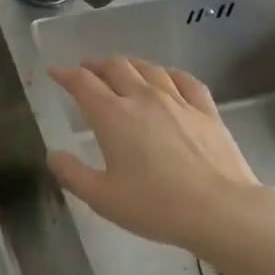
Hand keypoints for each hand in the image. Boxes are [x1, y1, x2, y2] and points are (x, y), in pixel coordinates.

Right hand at [47, 57, 264, 253]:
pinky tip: (167, 78)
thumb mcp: (103, 198)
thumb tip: (53, 154)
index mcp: (113, 115)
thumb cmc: (155, 206)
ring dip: (129, 64)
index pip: (83, 83)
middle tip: (87, 71)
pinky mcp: (206, 110)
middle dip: (96, 65)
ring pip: (149, 68)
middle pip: (116, 67)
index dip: (65, 74)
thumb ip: (72, 174)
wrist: (221, 210)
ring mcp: (178, 101)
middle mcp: (143, 98)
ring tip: (121, 69)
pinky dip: (169, 74)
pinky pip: (185, 80)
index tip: (55, 72)